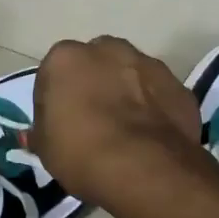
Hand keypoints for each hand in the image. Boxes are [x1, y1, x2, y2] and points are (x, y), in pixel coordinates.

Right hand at [30, 36, 201, 205]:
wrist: (145, 169)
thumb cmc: (81, 152)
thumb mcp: (45, 149)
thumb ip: (42, 131)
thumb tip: (40, 132)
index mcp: (65, 57)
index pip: (53, 74)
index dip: (55, 100)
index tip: (60, 124)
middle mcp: (107, 49)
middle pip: (95, 64)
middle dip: (93, 84)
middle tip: (92, 121)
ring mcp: (147, 63)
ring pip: (130, 74)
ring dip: (126, 92)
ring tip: (125, 130)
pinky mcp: (178, 85)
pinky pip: (158, 94)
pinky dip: (154, 108)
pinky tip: (150, 137)